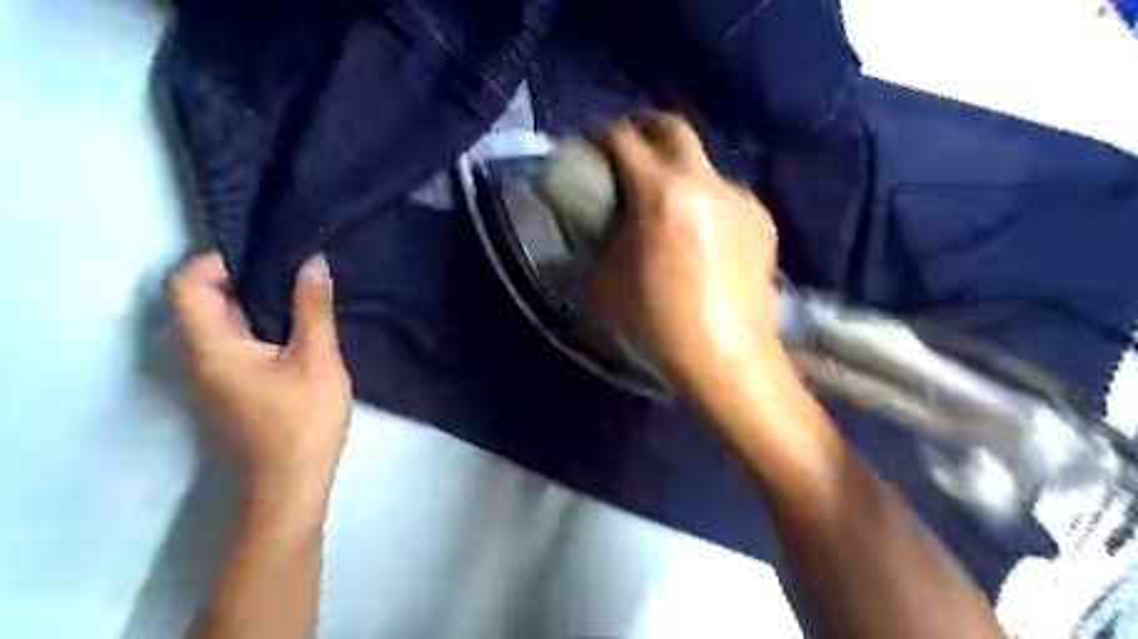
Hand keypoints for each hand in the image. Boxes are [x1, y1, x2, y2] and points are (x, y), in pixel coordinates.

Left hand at [168, 251, 351, 483]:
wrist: (293, 480)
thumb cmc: (304, 420)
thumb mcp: (317, 360)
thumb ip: (313, 309)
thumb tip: (312, 261)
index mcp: (212, 346)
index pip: (187, 283)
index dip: (218, 260)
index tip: (267, 256)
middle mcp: (200, 354)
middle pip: (200, 298)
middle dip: (241, 275)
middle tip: (290, 267)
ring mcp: (214, 371)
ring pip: (219, 318)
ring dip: (252, 298)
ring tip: (298, 289)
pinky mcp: (231, 382)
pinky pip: (234, 337)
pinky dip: (257, 320)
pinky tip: (295, 323)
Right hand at [588, 114, 783, 393]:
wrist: (726, 356)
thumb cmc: (658, 322)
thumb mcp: (606, 282)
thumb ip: (600, 238)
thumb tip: (601, 221)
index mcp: (660, 194)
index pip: (624, 140)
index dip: (601, 134)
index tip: (590, 142)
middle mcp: (704, 182)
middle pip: (673, 128)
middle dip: (646, 127)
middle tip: (630, 145)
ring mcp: (739, 198)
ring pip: (703, 164)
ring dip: (680, 171)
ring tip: (670, 202)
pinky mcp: (762, 220)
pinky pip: (726, 196)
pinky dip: (707, 201)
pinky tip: (703, 233)